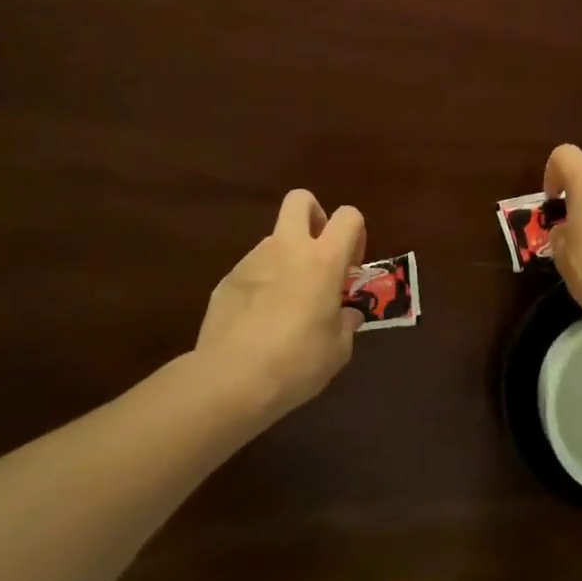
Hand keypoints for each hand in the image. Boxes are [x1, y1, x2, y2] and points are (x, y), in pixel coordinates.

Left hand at [195, 190, 365, 419]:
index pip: (348, 216)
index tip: (350, 267)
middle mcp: (288, 248)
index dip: (355, 234)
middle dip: (314, 216)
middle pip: (301, 199)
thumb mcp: (337, 350)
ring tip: (285, 306)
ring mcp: (252, 260)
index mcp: (323, 259)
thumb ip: (345, 323)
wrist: (229, 381)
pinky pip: (252, 271)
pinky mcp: (226, 280)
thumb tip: (347, 314)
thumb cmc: (295, 362)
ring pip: (274, 240)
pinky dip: (260, 286)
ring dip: (286, 260)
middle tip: (318, 255)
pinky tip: (258, 323)